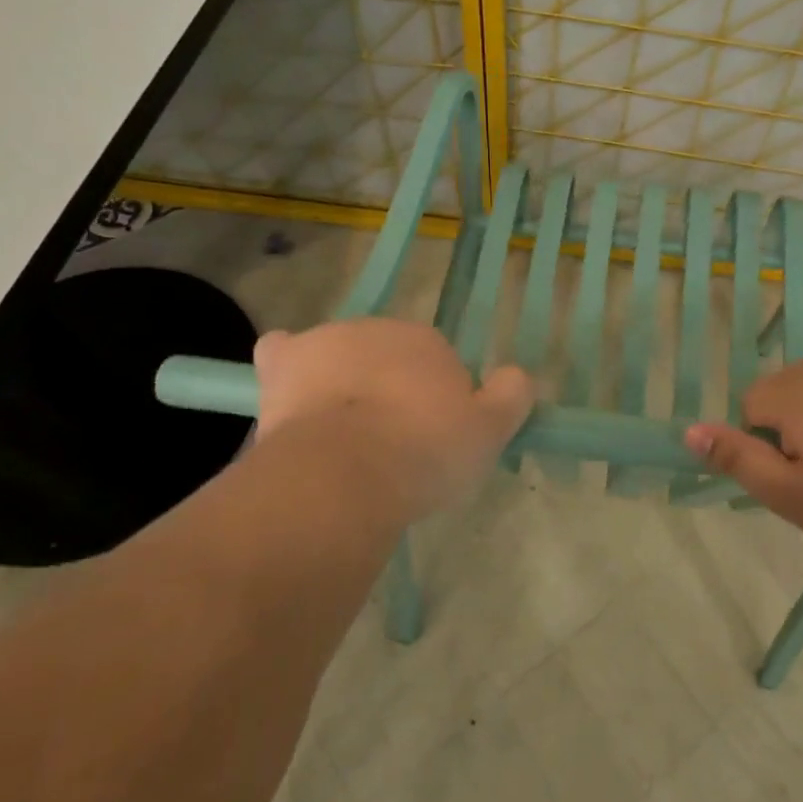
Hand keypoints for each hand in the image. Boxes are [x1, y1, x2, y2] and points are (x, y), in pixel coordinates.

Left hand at [252, 320, 533, 524]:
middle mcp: (378, 329)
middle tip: (390, 442)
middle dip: (390, 389)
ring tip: (343, 436)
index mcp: (427, 341)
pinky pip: (283, 353)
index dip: (435, 401)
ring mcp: (327, 342)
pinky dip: (288, 366)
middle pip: (387, 357)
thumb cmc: (424, 452)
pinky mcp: (284, 363)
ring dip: (344, 382)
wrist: (345, 472)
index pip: (436, 363)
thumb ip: (512, 396)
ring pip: (340, 356)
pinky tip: (290, 392)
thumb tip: (519, 375)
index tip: (431, 439)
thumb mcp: (489, 432)